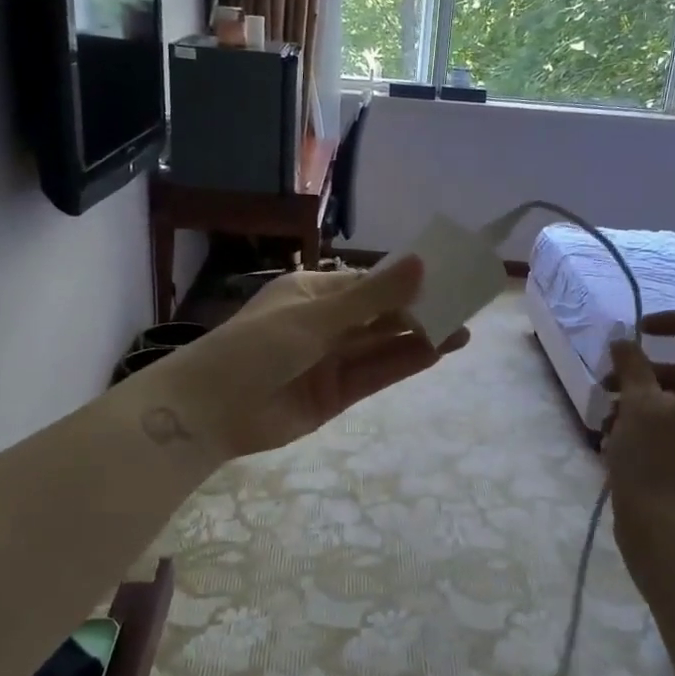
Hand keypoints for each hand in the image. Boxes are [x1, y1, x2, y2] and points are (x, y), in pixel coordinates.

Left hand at [129, 257, 468, 464]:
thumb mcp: (315, 317)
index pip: (368, 282)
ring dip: (419, 338)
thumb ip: (371, 297)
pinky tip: (435, 353)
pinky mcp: (335, 395)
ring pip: (381, 346)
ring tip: (462, 330)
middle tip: (465, 305)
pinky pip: (374, 374)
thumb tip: (420, 263)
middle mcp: (324, 324)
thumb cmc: (255, 347)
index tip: (445, 275)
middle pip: (380, 314)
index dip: (406, 280)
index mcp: (312, 293)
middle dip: (419, 310)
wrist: (210, 412)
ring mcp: (330, 360)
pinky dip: (403, 364)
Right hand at [605, 311, 674, 530]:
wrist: (668, 530)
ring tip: (606, 419)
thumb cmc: (653, 460)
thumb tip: (625, 341)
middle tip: (605, 384)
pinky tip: (619, 439)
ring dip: (640, 399)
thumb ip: (632, 364)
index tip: (636, 331)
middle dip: (642, 371)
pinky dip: (651, 422)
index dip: (673, 320)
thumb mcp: (636, 404)